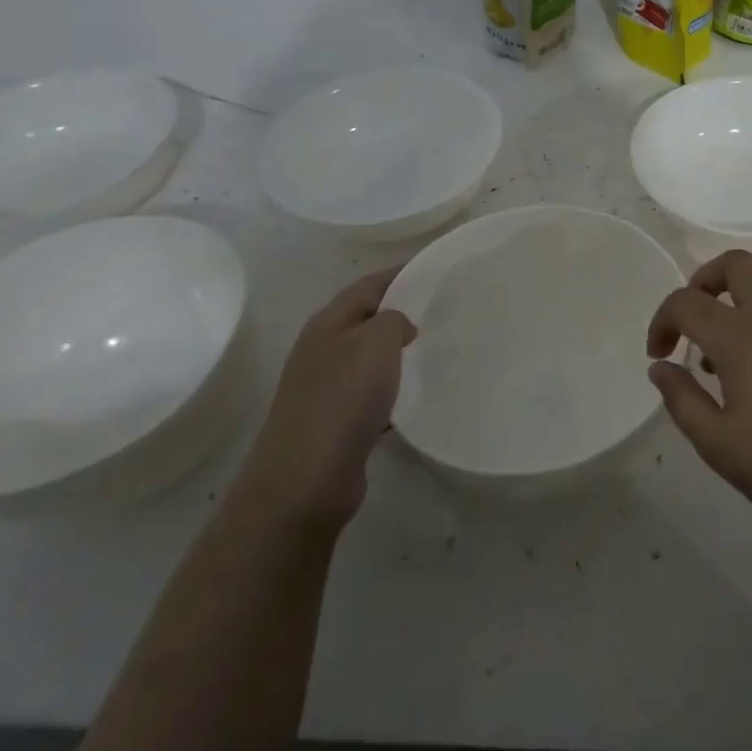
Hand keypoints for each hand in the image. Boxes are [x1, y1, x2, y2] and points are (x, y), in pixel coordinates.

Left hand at [233, 269, 416, 537]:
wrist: (306, 480)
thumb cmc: (342, 400)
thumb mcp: (376, 343)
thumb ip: (394, 320)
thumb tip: (401, 327)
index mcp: (327, 324)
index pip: (368, 285)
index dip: (400, 274)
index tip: (436, 270)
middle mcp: (323, 351)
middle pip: (368, 321)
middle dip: (403, 314)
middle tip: (445, 312)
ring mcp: (327, 389)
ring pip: (372, 360)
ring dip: (401, 355)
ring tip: (440, 352)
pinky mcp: (338, 424)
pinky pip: (374, 396)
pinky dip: (397, 392)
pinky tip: (420, 398)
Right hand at [646, 250, 751, 549]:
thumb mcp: (718, 443)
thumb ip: (682, 399)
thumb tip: (661, 367)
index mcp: (742, 336)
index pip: (687, 301)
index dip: (661, 321)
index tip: (658, 356)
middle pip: (736, 265)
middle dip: (703, 280)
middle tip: (688, 324)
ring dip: (729, 309)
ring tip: (714, 368)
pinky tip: (751, 384)